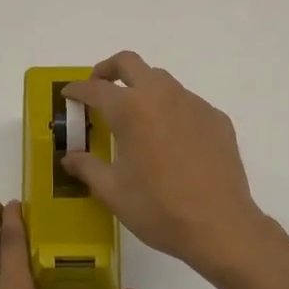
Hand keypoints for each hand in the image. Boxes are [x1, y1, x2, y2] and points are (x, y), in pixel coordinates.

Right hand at [62, 52, 269, 277]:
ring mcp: (194, 104)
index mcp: (131, 109)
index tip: (68, 95)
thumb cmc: (158, 208)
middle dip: (108, 70)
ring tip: (134, 116)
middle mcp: (162, 96)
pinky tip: (170, 140)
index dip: (77, 90)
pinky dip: (170, 110)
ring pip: (161, 80)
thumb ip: (87, 167)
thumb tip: (69, 157)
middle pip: (129, 63)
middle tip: (98, 88)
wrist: (219, 226)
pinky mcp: (216, 118)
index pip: (95, 88)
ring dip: (141, 88)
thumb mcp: (112, 191)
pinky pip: (187, 102)